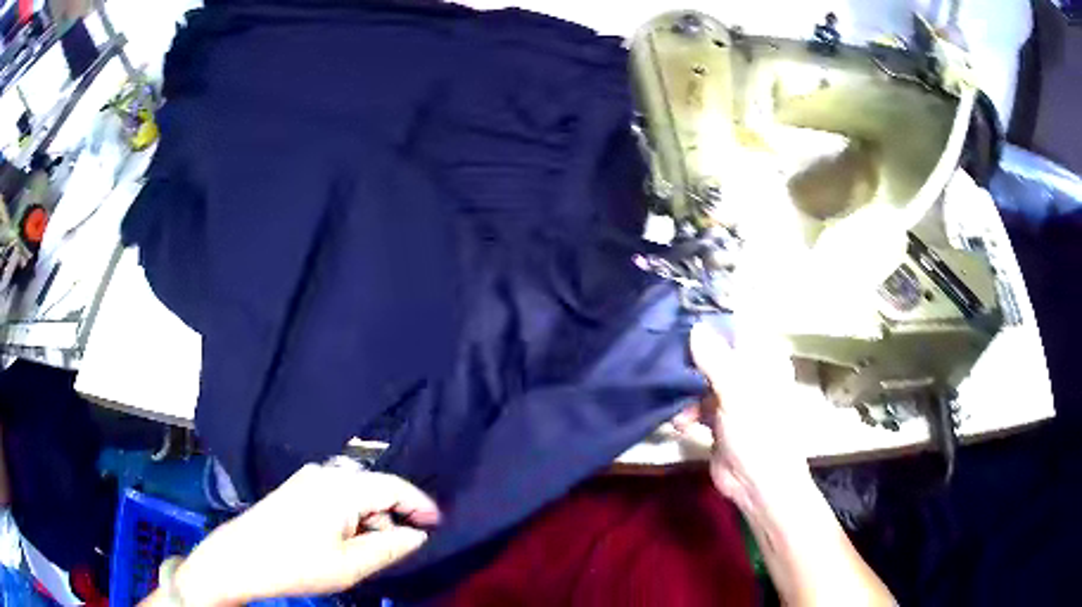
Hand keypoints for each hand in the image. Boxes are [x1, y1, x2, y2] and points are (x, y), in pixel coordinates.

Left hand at [173, 462, 440, 606]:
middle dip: (394, 514)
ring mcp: (308, 478)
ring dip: (372, 516)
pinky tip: (348, 538)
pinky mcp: (298, 488)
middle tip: (403, 545)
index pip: (393, 486)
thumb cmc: (297, 564)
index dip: (420, 504)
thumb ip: (390, 547)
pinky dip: (353, 514)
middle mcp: (325, 473)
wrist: (240, 558)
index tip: (438, 524)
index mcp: (340, 487)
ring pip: (356, 491)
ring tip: (371, 548)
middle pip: (375, 487)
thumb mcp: (350, 565)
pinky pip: (338, 494)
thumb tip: (417, 534)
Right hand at [687, 322, 812, 512]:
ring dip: (685, 392)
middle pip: (715, 354)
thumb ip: (714, 358)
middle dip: (690, 360)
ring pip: (702, 382)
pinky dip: (687, 414)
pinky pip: (697, 407)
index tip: (681, 319)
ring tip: (676, 405)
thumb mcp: (736, 392)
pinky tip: (681, 425)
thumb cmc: (758, 432)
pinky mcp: (718, 421)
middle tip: (666, 360)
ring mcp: (733, 399)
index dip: (711, 323)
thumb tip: (694, 327)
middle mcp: (749, 374)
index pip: (737, 328)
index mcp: (763, 360)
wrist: (758, 484)